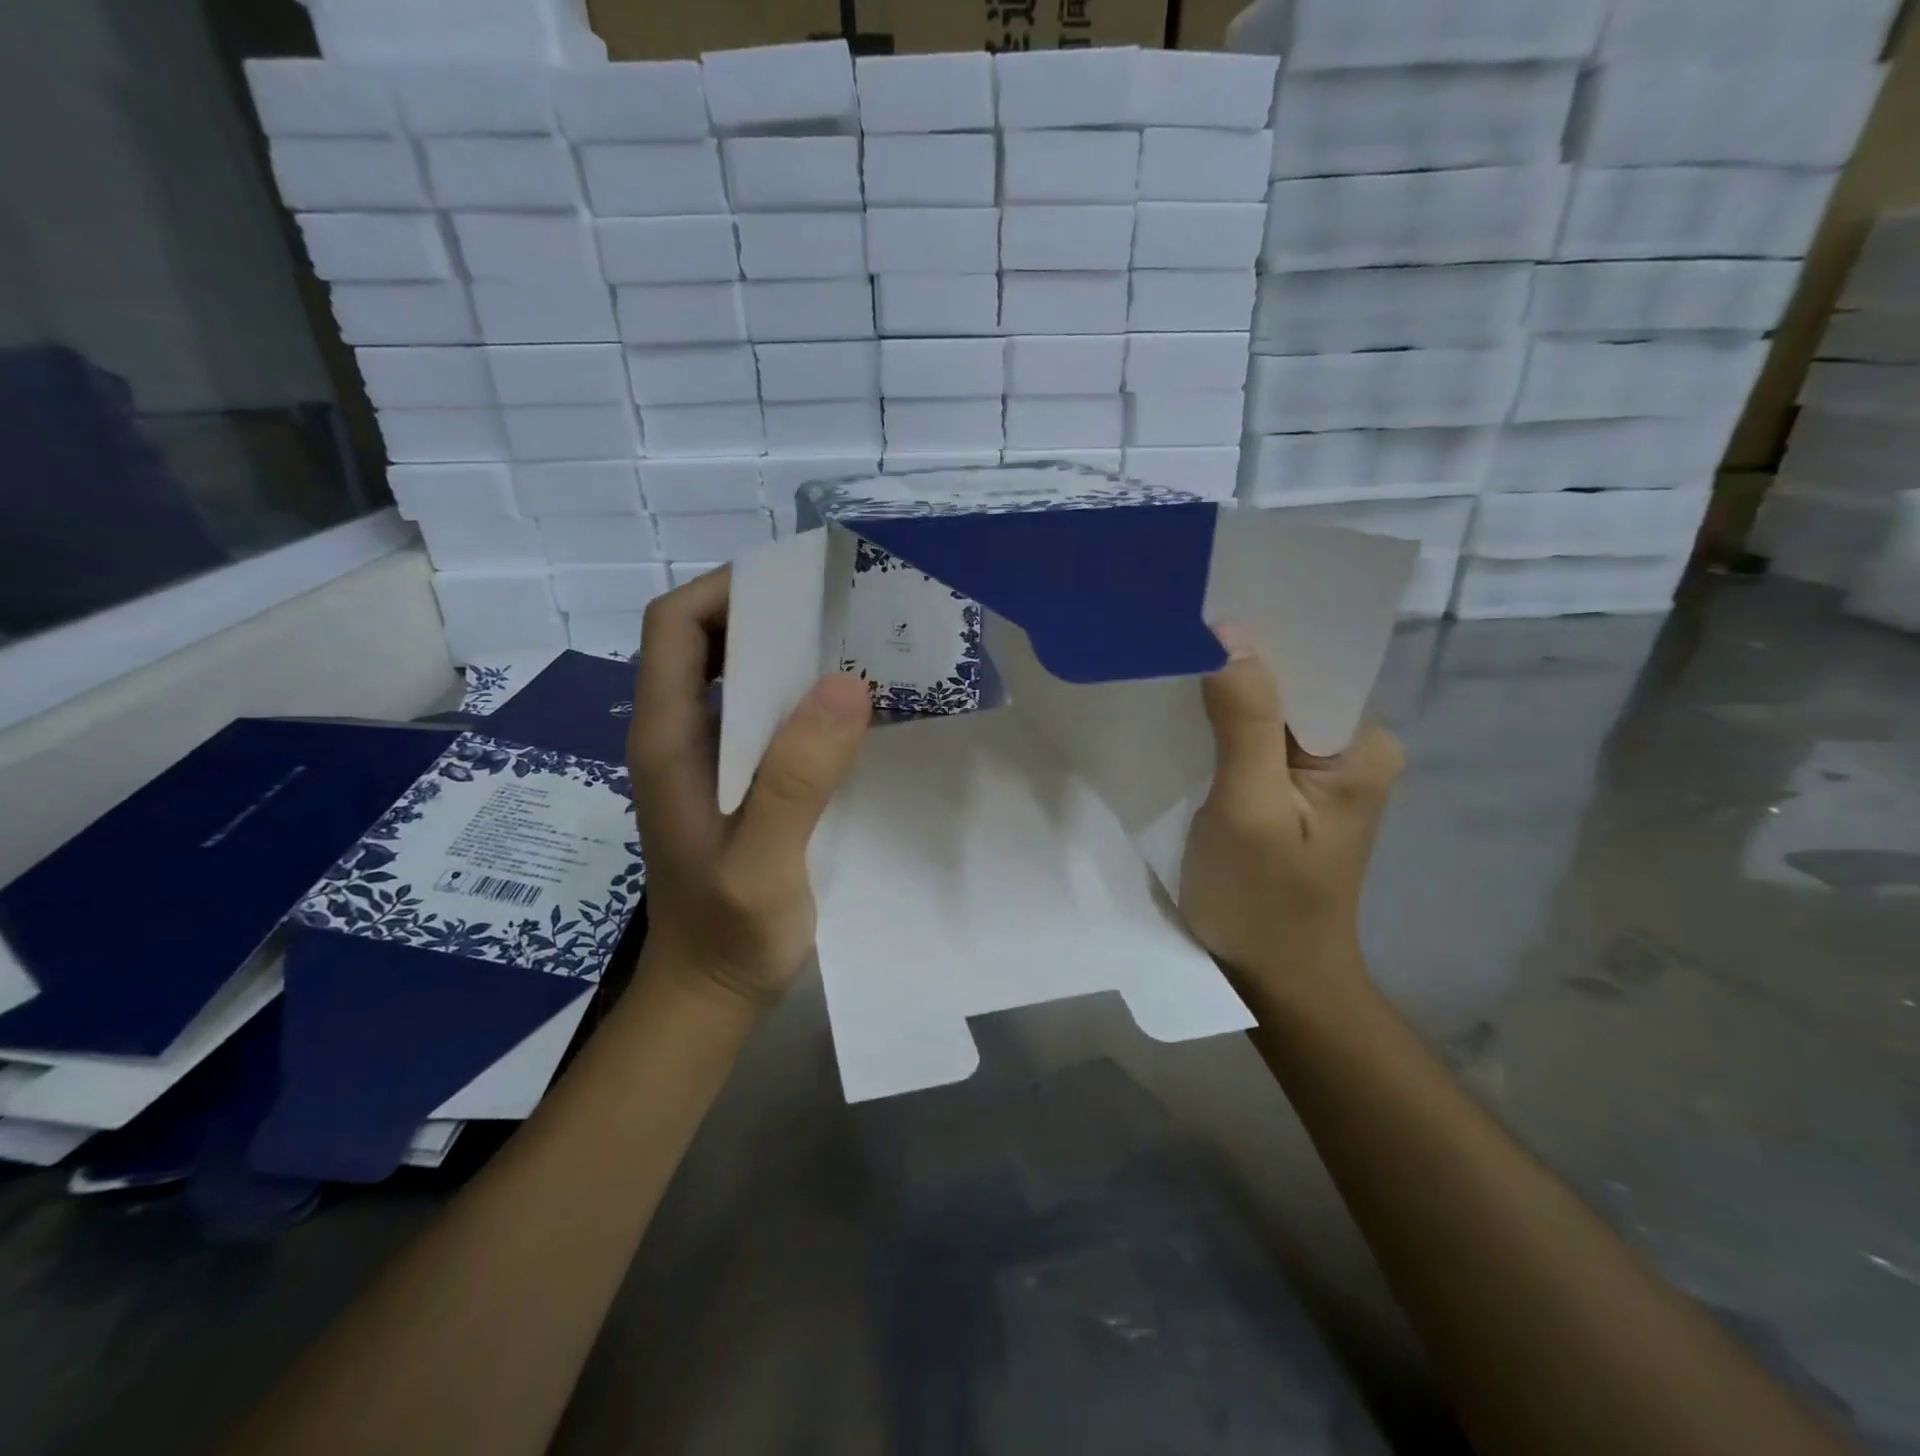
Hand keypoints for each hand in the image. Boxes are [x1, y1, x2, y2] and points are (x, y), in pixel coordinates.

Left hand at [626, 568, 871, 1007]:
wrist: (708, 997)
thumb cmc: (728, 935)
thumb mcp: (763, 864)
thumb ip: (796, 779)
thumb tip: (844, 683)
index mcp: (668, 741)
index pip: (674, 628)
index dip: (726, 589)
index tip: (797, 585)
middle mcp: (678, 737)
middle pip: (704, 641)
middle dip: (764, 612)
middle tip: (839, 609)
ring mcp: (704, 761)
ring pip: (734, 677)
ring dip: (784, 653)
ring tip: (851, 647)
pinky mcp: (732, 783)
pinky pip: (759, 717)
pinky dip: (796, 697)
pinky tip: (844, 711)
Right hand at [1180, 626, 1402, 1009]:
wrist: (1273, 978)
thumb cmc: (1262, 899)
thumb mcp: (1250, 807)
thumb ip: (1245, 720)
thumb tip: (1230, 631)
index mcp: (1361, 745)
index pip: (1310, 666)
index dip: (1254, 639)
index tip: (1196, 614)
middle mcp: (1351, 748)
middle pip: (1288, 684)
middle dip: (1234, 665)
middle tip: (1171, 638)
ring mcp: (1319, 771)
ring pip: (1267, 711)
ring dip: (1223, 694)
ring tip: (1170, 667)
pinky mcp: (1289, 790)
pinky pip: (1254, 739)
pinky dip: (1220, 726)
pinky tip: (1185, 717)